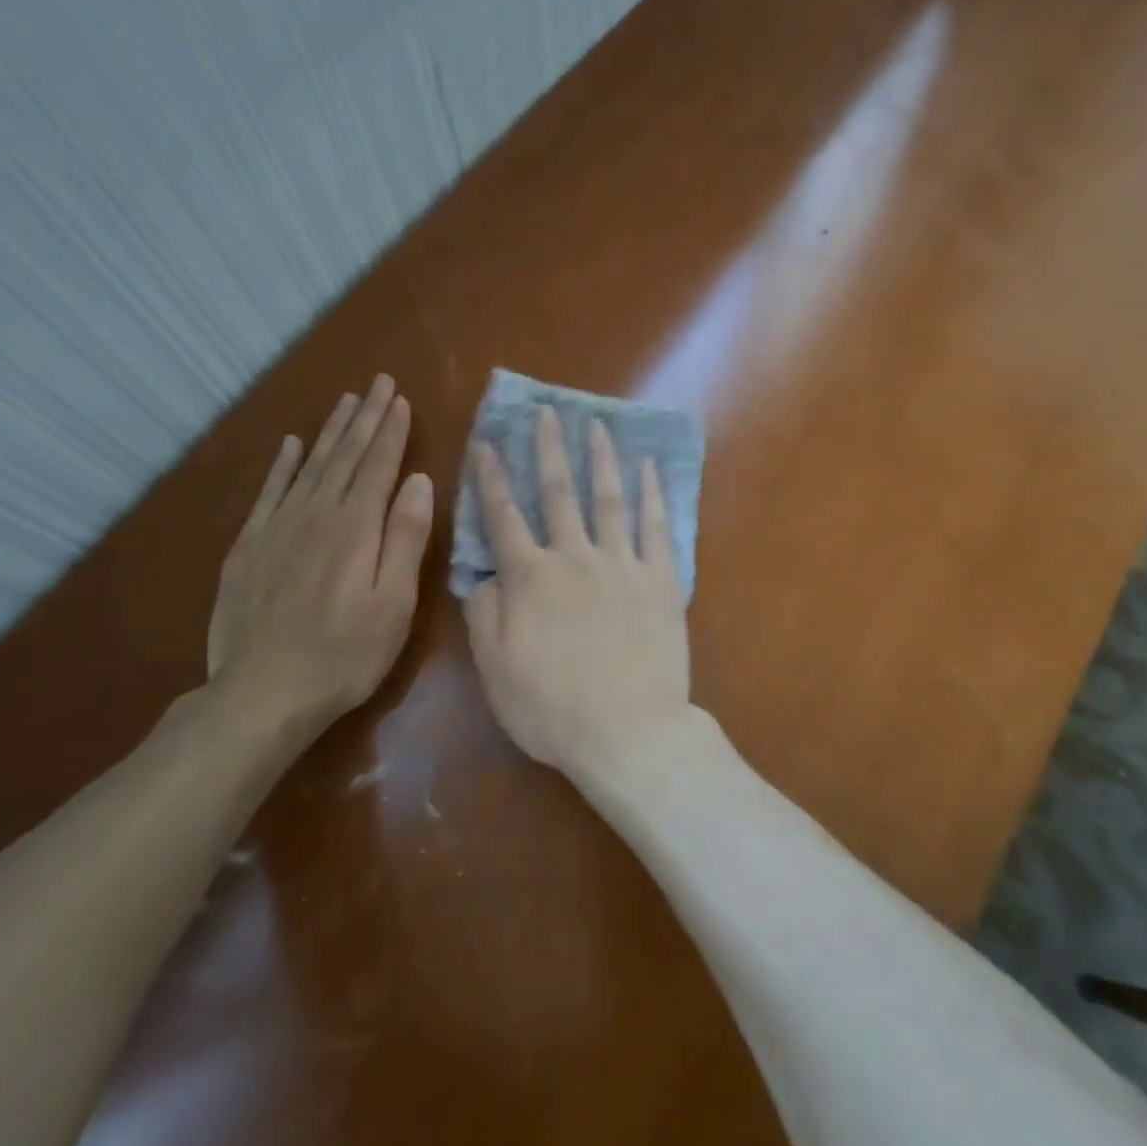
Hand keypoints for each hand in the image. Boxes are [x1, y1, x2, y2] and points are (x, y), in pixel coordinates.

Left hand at [206, 374, 433, 750]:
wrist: (262, 693)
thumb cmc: (346, 654)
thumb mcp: (394, 602)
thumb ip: (406, 537)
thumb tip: (418, 479)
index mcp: (357, 527)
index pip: (379, 465)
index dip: (392, 430)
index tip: (401, 399)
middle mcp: (317, 514)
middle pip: (345, 456)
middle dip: (365, 418)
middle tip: (378, 383)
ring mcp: (278, 528)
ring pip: (310, 466)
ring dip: (331, 432)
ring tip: (346, 402)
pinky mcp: (249, 548)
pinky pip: (269, 493)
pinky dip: (282, 466)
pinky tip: (291, 446)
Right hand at [463, 407, 691, 784]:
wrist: (628, 732)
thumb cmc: (552, 709)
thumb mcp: (495, 670)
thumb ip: (485, 615)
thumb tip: (486, 574)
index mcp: (530, 579)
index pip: (503, 517)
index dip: (492, 478)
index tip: (488, 443)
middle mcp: (574, 558)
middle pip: (558, 493)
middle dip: (549, 450)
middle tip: (546, 413)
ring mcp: (622, 565)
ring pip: (608, 499)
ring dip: (600, 458)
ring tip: (596, 425)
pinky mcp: (661, 580)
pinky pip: (655, 527)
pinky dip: (652, 494)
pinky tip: (648, 467)